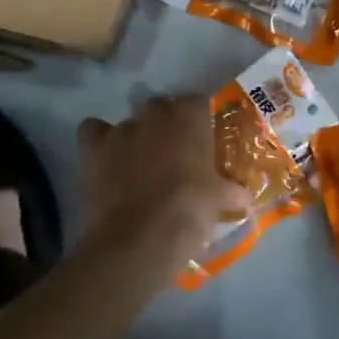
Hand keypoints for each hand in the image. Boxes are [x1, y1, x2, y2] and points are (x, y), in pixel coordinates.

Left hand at [78, 96, 246, 267]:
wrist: (141, 237)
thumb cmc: (190, 209)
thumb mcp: (220, 199)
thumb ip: (232, 190)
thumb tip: (245, 196)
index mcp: (191, 117)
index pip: (197, 101)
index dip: (199, 120)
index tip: (202, 139)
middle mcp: (156, 114)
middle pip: (161, 106)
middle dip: (166, 124)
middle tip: (173, 152)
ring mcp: (123, 129)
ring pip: (129, 121)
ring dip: (135, 136)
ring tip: (139, 163)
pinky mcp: (94, 149)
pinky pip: (92, 130)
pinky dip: (98, 140)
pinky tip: (107, 158)